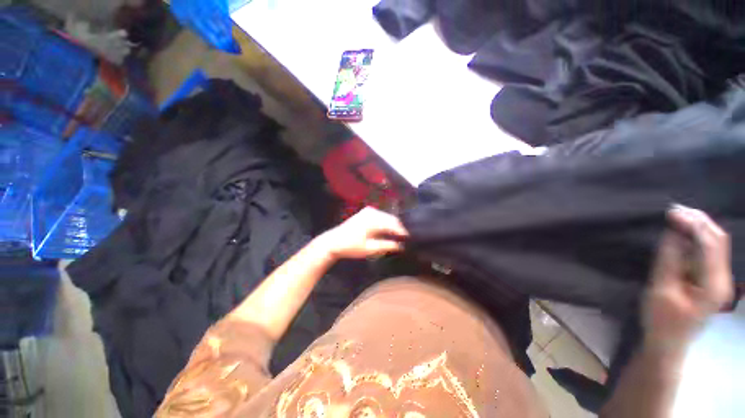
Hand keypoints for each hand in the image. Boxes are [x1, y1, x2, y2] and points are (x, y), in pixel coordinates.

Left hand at [318, 207, 408, 258]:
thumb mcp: (370, 249)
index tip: (411, 240)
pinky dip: (386, 225)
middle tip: (407, 240)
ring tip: (400, 237)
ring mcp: (369, 211)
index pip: (394, 224)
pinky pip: (381, 218)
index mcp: (373, 219)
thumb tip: (401, 246)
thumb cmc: (350, 246)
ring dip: (393, 227)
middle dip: (399, 229)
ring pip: (387, 218)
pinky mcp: (366, 213)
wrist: (333, 242)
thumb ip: (387, 245)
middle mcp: (372, 211)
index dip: (403, 232)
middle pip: (391, 219)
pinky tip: (390, 232)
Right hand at [644, 205, 733, 351]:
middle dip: (698, 221)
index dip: (693, 224)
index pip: (710, 244)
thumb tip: (673, 232)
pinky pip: (708, 252)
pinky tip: (682, 234)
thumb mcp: (661, 290)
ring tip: (677, 217)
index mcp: (714, 284)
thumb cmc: (662, 321)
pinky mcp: (710, 280)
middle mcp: (722, 279)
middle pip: (718, 240)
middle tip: (674, 210)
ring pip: (715, 244)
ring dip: (698, 227)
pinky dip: (696, 238)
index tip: (671, 212)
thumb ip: (669, 260)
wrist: (667, 344)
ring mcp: (718, 280)